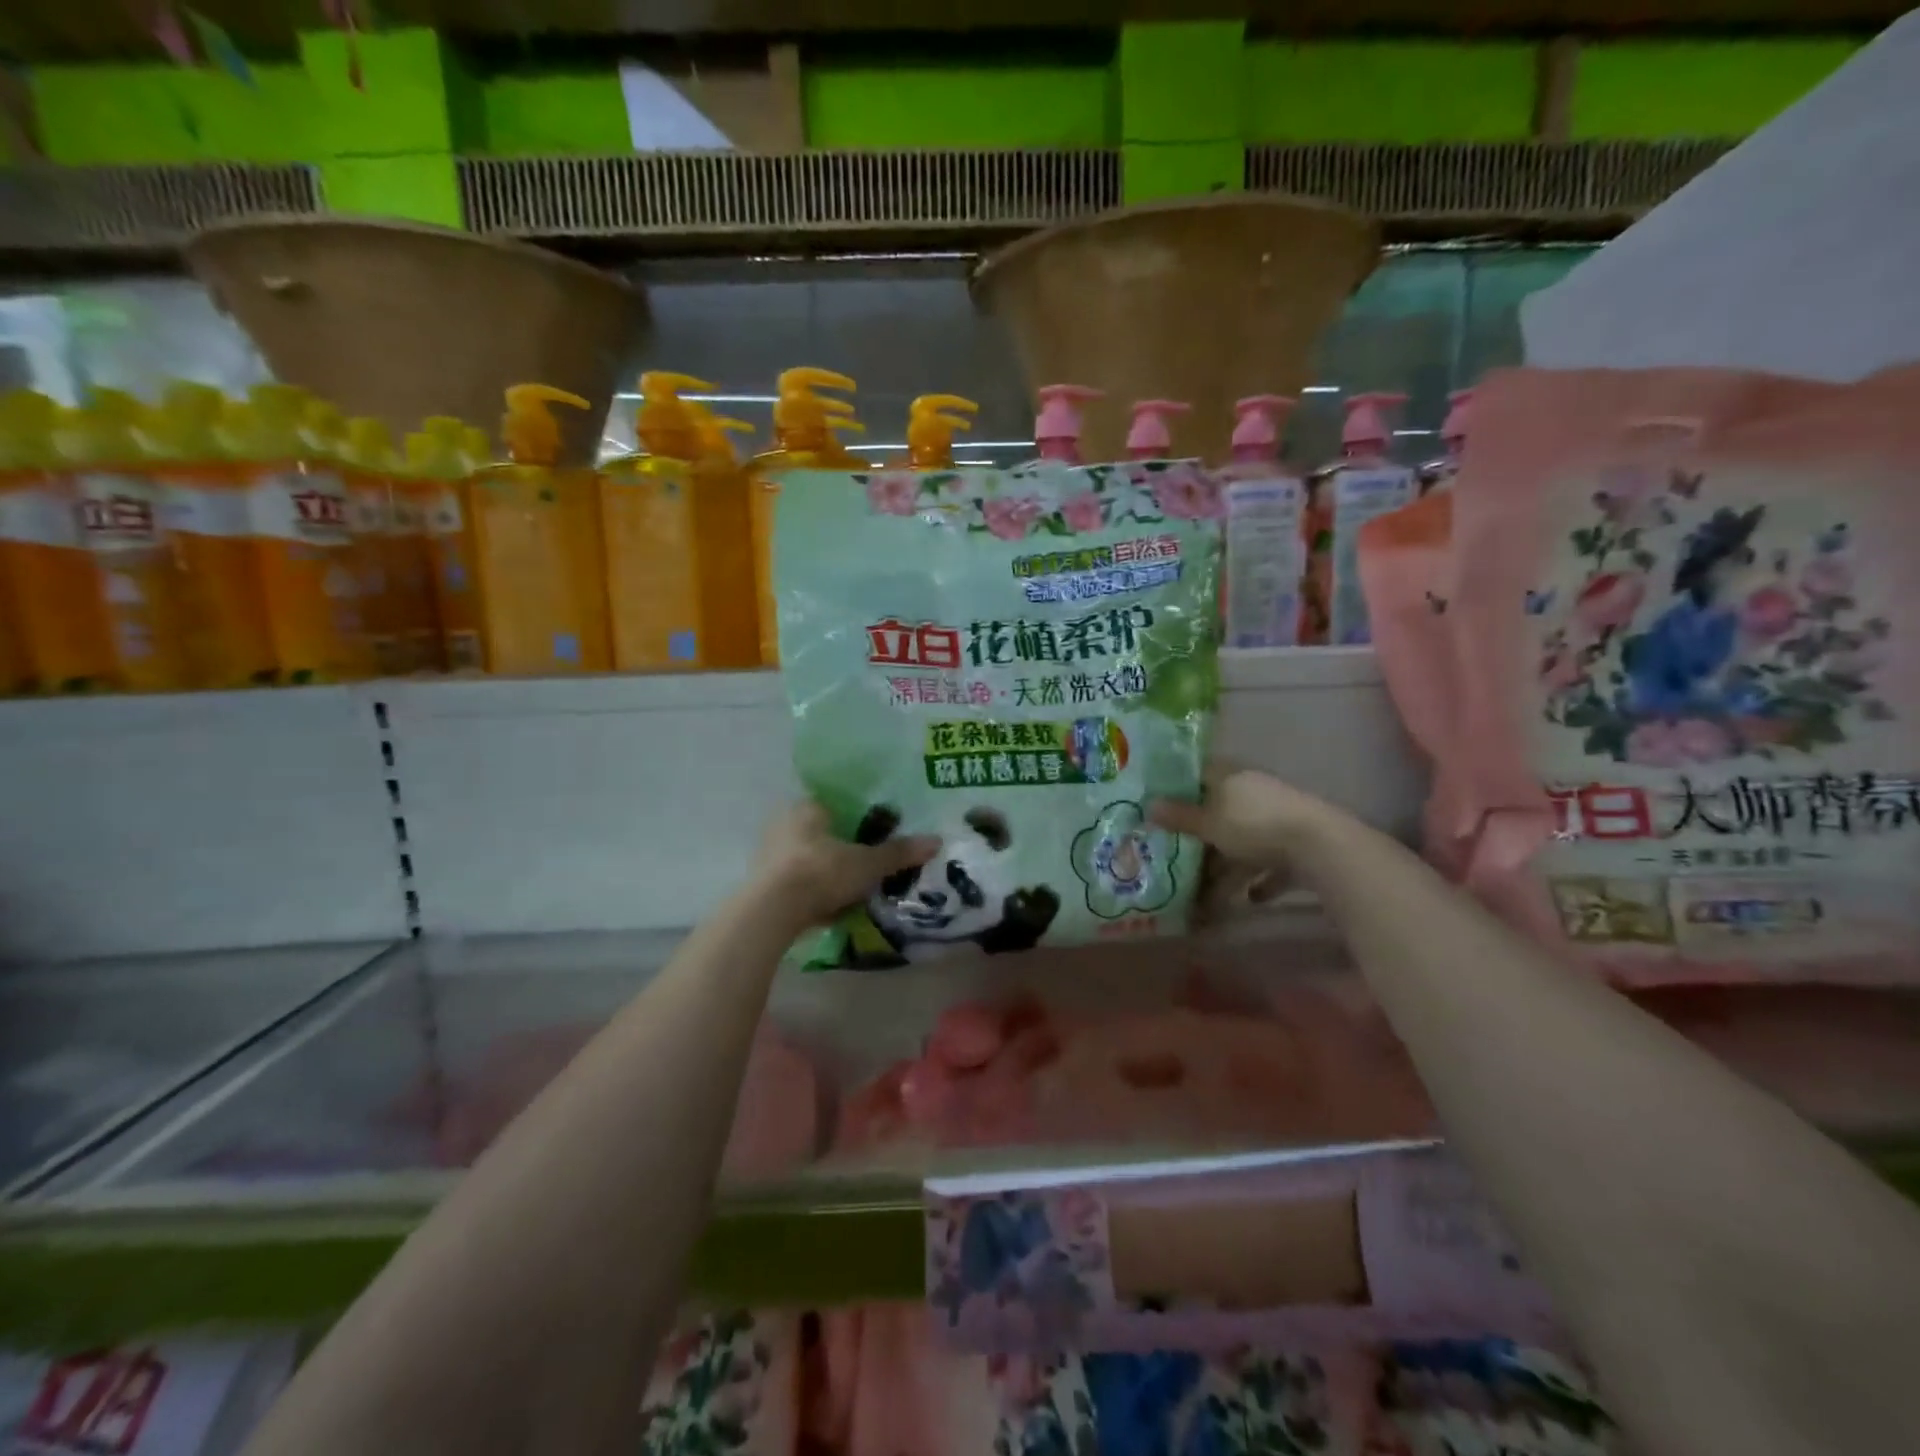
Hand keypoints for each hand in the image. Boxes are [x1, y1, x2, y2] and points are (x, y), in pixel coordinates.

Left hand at [751, 802, 939, 929]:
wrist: (771, 912)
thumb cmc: (821, 872)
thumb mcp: (868, 864)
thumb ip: (899, 853)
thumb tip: (936, 841)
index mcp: (807, 807)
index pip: (836, 803)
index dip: (857, 817)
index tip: (875, 834)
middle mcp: (784, 823)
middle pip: (821, 831)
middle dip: (842, 846)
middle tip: (866, 864)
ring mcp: (769, 853)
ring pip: (807, 857)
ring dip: (826, 871)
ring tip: (851, 889)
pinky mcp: (762, 883)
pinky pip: (795, 881)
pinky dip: (812, 891)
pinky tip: (828, 907)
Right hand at [1149, 765, 1340, 878]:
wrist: (1320, 848)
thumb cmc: (1254, 825)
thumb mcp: (1209, 823)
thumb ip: (1180, 816)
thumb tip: (1149, 805)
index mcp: (1233, 778)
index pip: (1201, 773)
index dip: (1180, 785)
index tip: (1159, 801)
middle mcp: (1255, 794)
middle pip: (1221, 811)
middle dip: (1202, 835)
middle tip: (1176, 853)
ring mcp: (1278, 821)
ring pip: (1244, 842)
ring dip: (1228, 865)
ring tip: (1206, 892)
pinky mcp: (1298, 849)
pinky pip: (1271, 865)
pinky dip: (1259, 881)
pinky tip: (1247, 898)